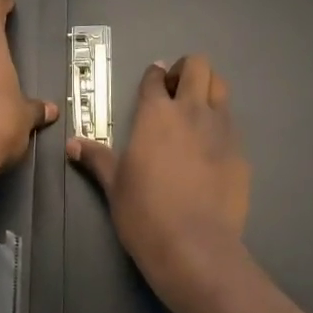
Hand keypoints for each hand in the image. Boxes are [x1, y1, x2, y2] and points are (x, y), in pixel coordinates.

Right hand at [67, 55, 251, 312]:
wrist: (195, 246)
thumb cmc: (145, 213)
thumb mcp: (115, 185)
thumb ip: (97, 159)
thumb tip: (72, 144)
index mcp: (156, 114)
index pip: (156, 77)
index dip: (154, 75)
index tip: (154, 81)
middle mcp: (191, 110)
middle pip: (197, 66)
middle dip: (186, 70)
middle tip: (176, 90)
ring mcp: (220, 128)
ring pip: (220, 87)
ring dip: (208, 89)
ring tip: (196, 111)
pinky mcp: (240, 151)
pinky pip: (232, 122)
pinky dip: (220, 123)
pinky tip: (211, 147)